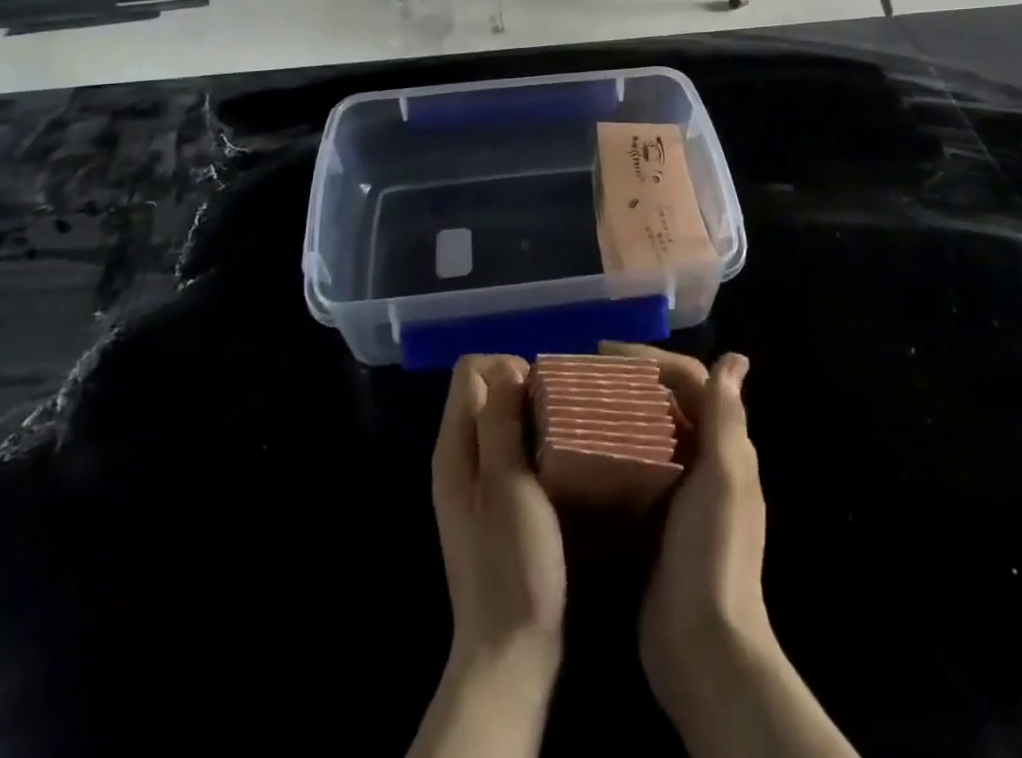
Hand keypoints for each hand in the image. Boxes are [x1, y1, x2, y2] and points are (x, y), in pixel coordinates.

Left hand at [431, 355, 566, 679]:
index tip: (541, 394)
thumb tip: (507, 367)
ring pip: (500, 421)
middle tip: (562, 413)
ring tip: (567, 433)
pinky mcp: (495, 505)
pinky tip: (561, 464)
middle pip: (484, 391)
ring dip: (532, 417)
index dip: (506, 367)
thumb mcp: (508, 486)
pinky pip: (511, 451)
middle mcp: (459, 457)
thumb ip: (500, 422)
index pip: (470, 370)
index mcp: (454, 447)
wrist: (509, 653)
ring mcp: (476, 483)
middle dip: (522, 388)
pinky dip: (534, 445)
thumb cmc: (511, 565)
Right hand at [601, 344, 770, 715]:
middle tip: (582, 375)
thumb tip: (736, 358)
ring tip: (575, 404)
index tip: (604, 353)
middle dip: (628, 381)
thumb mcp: (722, 477)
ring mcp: (678, 494)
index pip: (690, 380)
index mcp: (723, 447)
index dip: (651, 358)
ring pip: (647, 434)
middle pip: (666, 403)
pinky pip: (632, 470)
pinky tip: (577, 454)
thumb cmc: (713, 552)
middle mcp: (704, 463)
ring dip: (617, 413)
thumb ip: (725, 418)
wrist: (702, 647)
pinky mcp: (653, 521)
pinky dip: (610, 453)